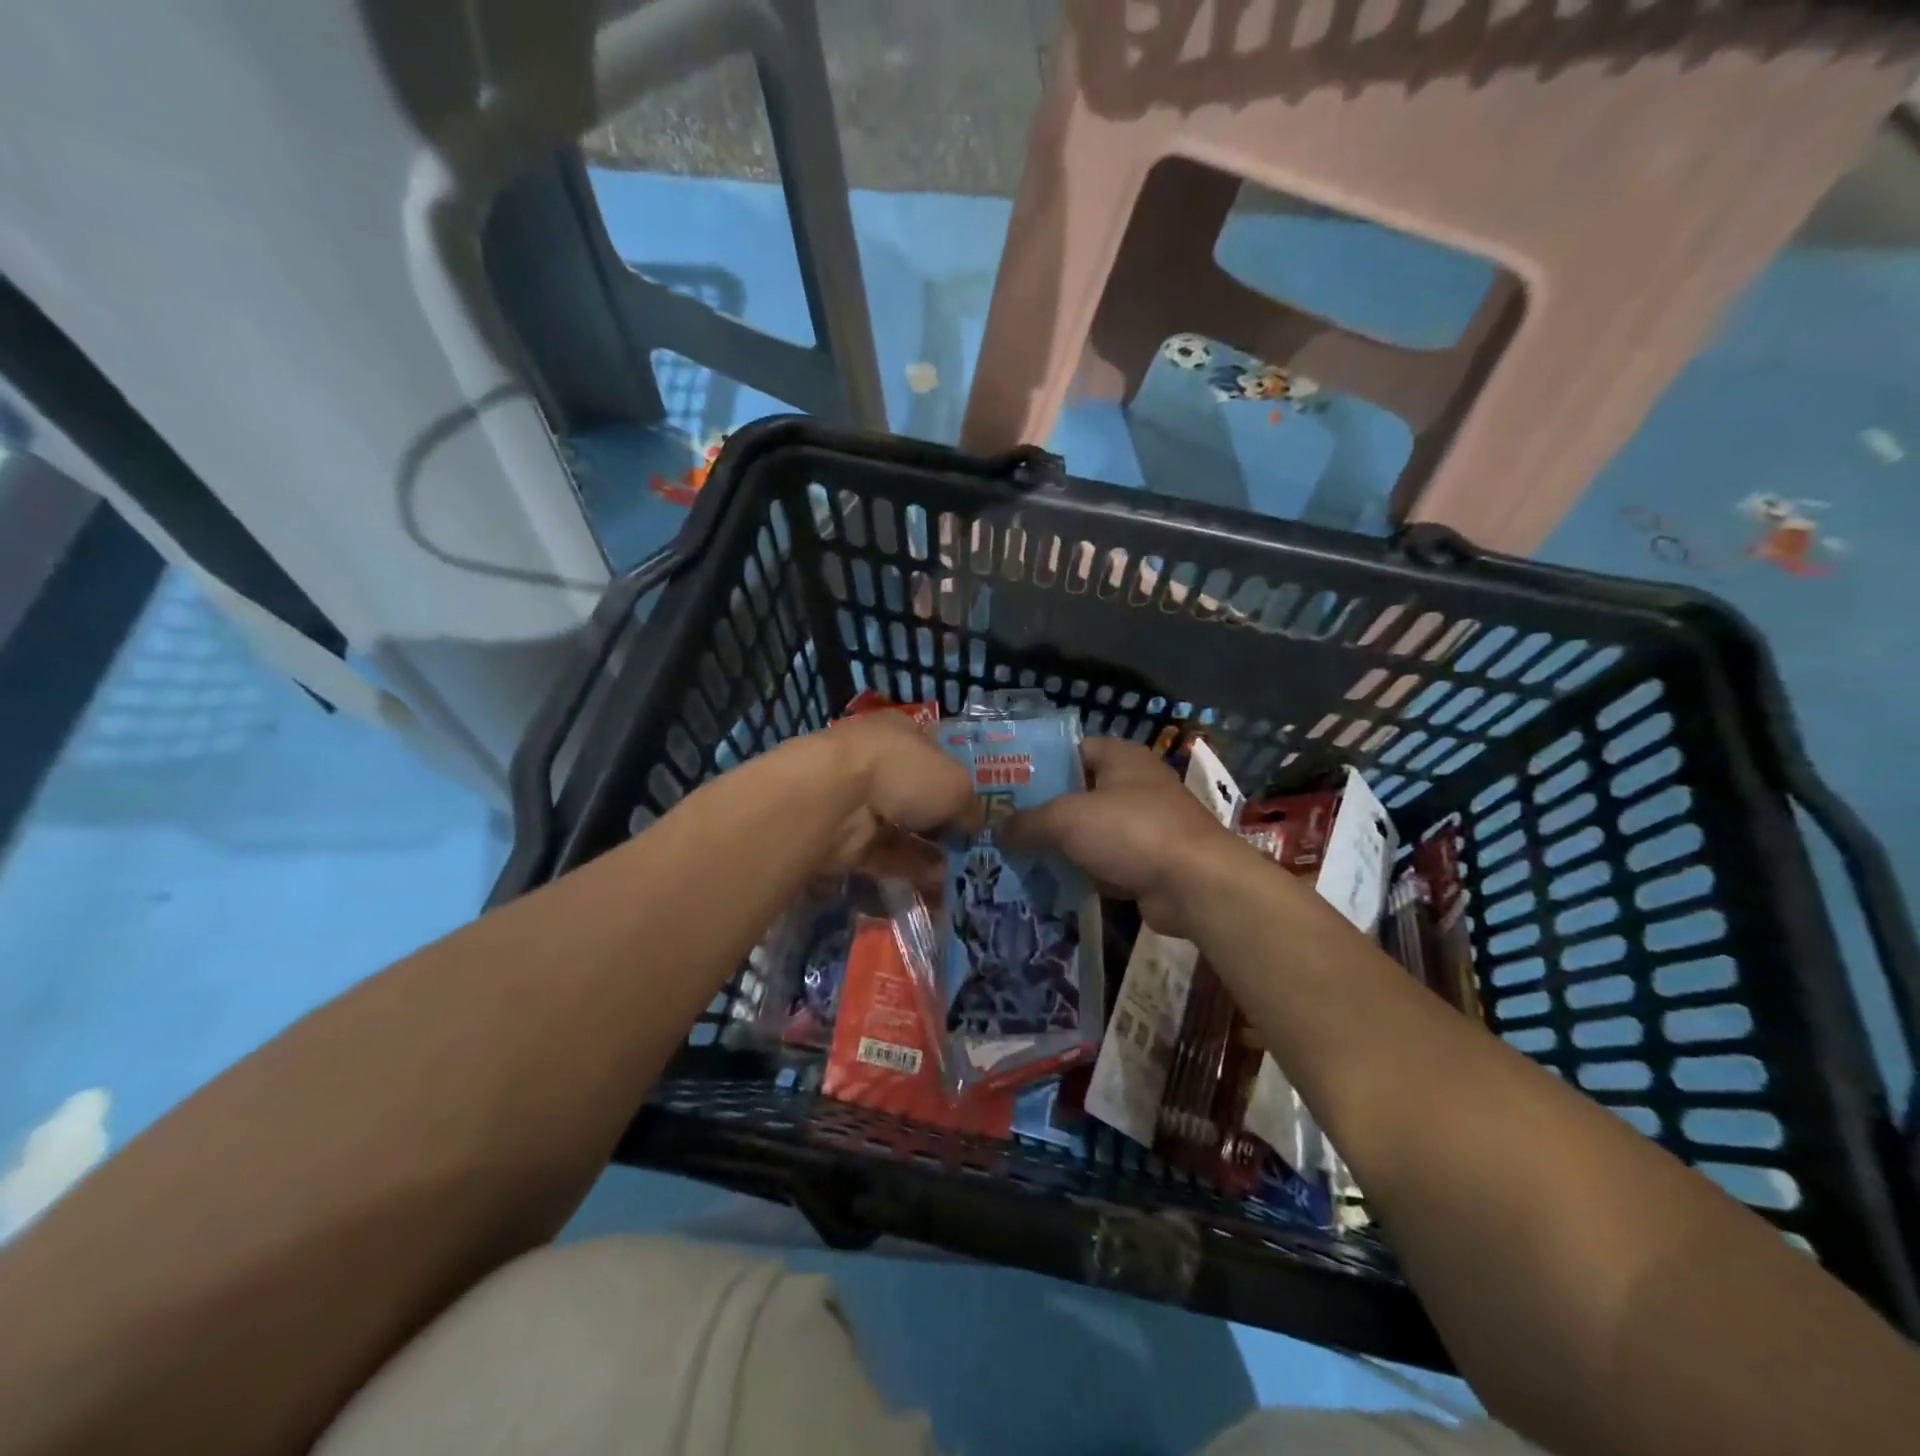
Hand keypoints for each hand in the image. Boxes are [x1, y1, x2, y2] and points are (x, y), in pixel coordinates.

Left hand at [808, 710, 978, 882]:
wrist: (836, 801)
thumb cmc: (904, 772)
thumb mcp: (956, 785)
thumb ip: (969, 805)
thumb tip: (972, 824)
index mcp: (902, 731)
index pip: (933, 751)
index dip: (955, 777)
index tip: (975, 806)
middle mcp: (878, 761)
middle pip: (917, 793)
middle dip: (942, 820)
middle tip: (969, 845)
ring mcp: (858, 800)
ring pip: (901, 827)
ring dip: (929, 850)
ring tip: (959, 873)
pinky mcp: (846, 837)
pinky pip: (885, 854)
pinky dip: (909, 868)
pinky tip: (936, 885)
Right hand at [1002, 736, 1243, 938]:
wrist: (1195, 885)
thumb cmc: (1131, 831)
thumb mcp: (1067, 819)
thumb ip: (1027, 822)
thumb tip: (997, 831)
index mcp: (1121, 758)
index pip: (1072, 750)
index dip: (1039, 764)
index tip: (1006, 785)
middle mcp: (1135, 785)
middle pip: (1078, 794)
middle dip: (1043, 812)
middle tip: (1003, 827)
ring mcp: (1145, 826)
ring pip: (1090, 833)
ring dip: (1060, 847)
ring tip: (1016, 858)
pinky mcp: (1148, 863)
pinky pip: (1104, 864)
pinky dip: (1081, 874)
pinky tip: (1049, 885)